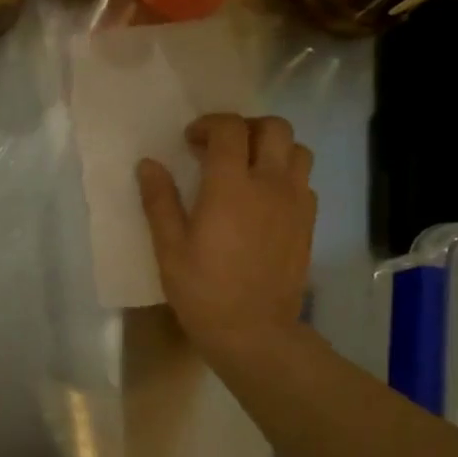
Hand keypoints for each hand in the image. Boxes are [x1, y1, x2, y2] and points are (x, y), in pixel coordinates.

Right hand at [137, 114, 317, 364]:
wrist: (254, 331)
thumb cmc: (203, 291)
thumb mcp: (169, 248)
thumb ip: (159, 201)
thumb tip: (149, 164)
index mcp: (231, 186)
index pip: (229, 129)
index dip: (208, 125)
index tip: (190, 141)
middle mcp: (270, 184)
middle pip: (273, 127)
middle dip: (245, 127)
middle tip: (221, 148)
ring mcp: (295, 202)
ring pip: (296, 150)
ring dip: (271, 148)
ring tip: (247, 168)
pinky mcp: (308, 222)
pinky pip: (304, 181)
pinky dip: (285, 175)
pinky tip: (264, 199)